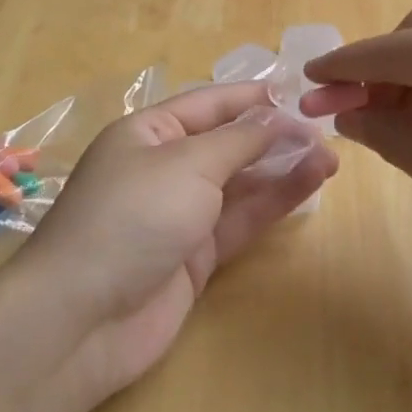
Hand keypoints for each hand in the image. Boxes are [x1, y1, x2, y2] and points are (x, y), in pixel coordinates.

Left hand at [11, 82, 337, 404]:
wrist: (81, 319)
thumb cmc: (131, 218)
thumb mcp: (187, 165)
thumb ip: (239, 141)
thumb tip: (276, 117)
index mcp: (147, 133)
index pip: (208, 104)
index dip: (252, 98)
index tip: (299, 92)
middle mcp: (163, 168)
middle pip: (227, 143)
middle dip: (273, 135)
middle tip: (325, 130)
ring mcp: (180, 214)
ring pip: (240, 183)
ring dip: (282, 168)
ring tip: (330, 156)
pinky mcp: (195, 256)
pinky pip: (241, 219)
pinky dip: (274, 201)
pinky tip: (311, 183)